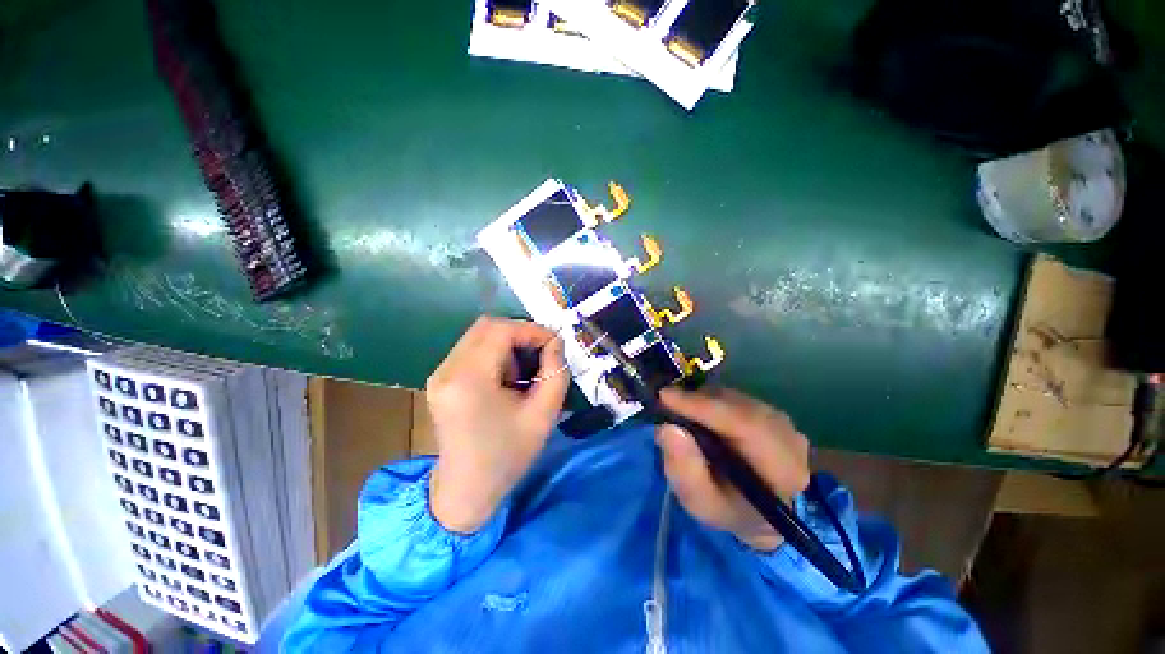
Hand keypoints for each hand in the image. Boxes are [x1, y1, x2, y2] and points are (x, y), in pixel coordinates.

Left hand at [426, 316, 568, 533]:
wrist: (466, 490)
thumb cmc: (508, 455)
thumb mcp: (543, 414)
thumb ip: (555, 371)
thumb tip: (555, 342)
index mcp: (469, 379)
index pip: (501, 330)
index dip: (532, 330)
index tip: (554, 345)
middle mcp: (447, 369)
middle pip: (487, 326)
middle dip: (520, 334)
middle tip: (541, 355)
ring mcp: (440, 373)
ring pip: (480, 335)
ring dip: (508, 345)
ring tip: (523, 374)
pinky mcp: (441, 379)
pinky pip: (472, 349)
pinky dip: (495, 354)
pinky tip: (506, 379)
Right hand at [655, 388, 810, 551]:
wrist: (757, 511)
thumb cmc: (727, 509)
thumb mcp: (700, 502)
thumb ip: (684, 471)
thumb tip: (667, 428)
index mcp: (783, 469)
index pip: (744, 424)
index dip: (702, 406)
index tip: (665, 396)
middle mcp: (790, 437)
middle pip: (738, 405)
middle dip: (697, 401)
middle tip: (665, 404)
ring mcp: (783, 421)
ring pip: (735, 398)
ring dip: (703, 400)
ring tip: (680, 413)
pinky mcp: (770, 411)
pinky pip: (735, 397)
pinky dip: (711, 400)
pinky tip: (699, 415)